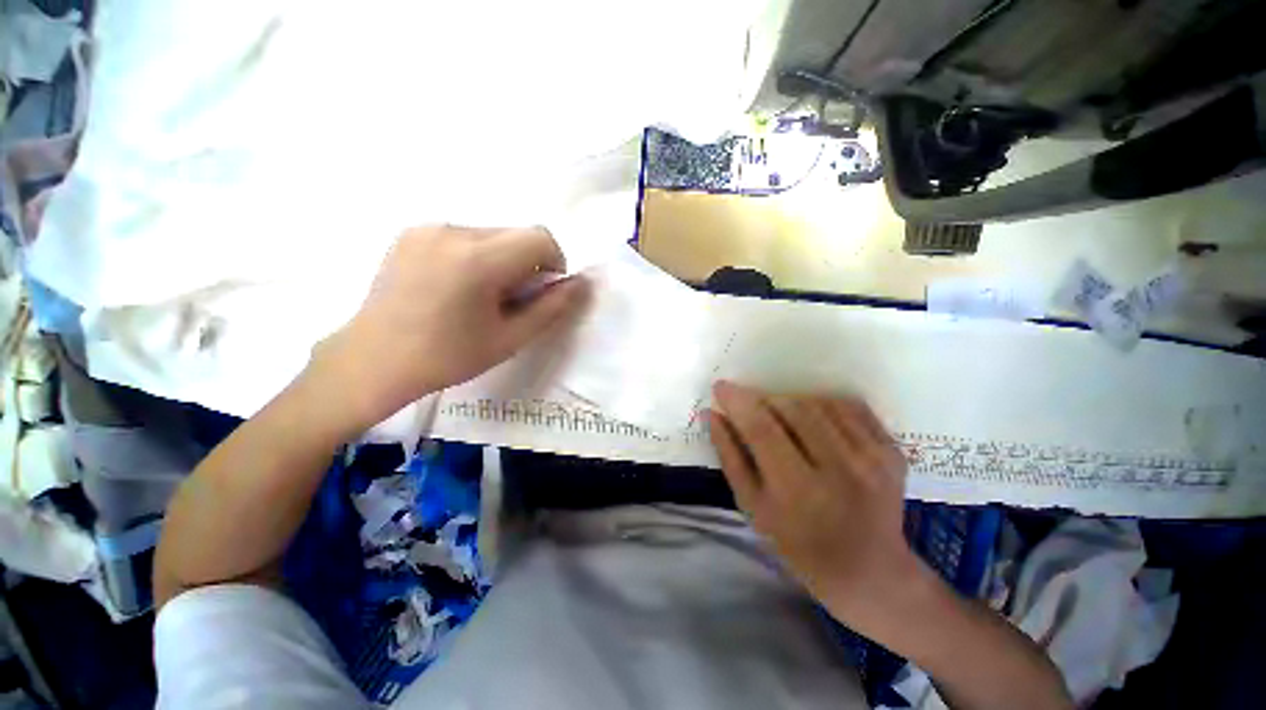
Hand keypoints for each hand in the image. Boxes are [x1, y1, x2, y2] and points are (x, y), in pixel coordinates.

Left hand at [310, 225, 586, 431]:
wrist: (373, 360)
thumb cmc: (448, 356)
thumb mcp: (510, 338)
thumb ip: (552, 308)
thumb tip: (582, 284)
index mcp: (478, 259)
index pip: (540, 238)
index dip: (553, 263)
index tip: (540, 292)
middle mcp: (452, 231)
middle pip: (516, 234)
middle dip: (527, 264)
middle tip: (510, 301)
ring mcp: (427, 228)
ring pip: (491, 234)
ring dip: (502, 260)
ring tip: (480, 297)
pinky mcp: (412, 232)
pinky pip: (464, 236)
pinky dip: (476, 256)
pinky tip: (456, 288)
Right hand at [708, 382, 921, 632]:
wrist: (869, 571)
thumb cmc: (797, 544)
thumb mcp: (752, 506)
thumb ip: (730, 457)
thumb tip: (712, 414)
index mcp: (798, 492)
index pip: (762, 429)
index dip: (738, 402)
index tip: (721, 387)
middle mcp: (840, 470)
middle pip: (792, 408)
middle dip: (763, 399)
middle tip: (751, 406)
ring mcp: (872, 458)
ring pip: (819, 403)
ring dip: (791, 401)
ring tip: (782, 419)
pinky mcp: (892, 451)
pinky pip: (848, 406)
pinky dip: (822, 404)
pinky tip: (813, 421)